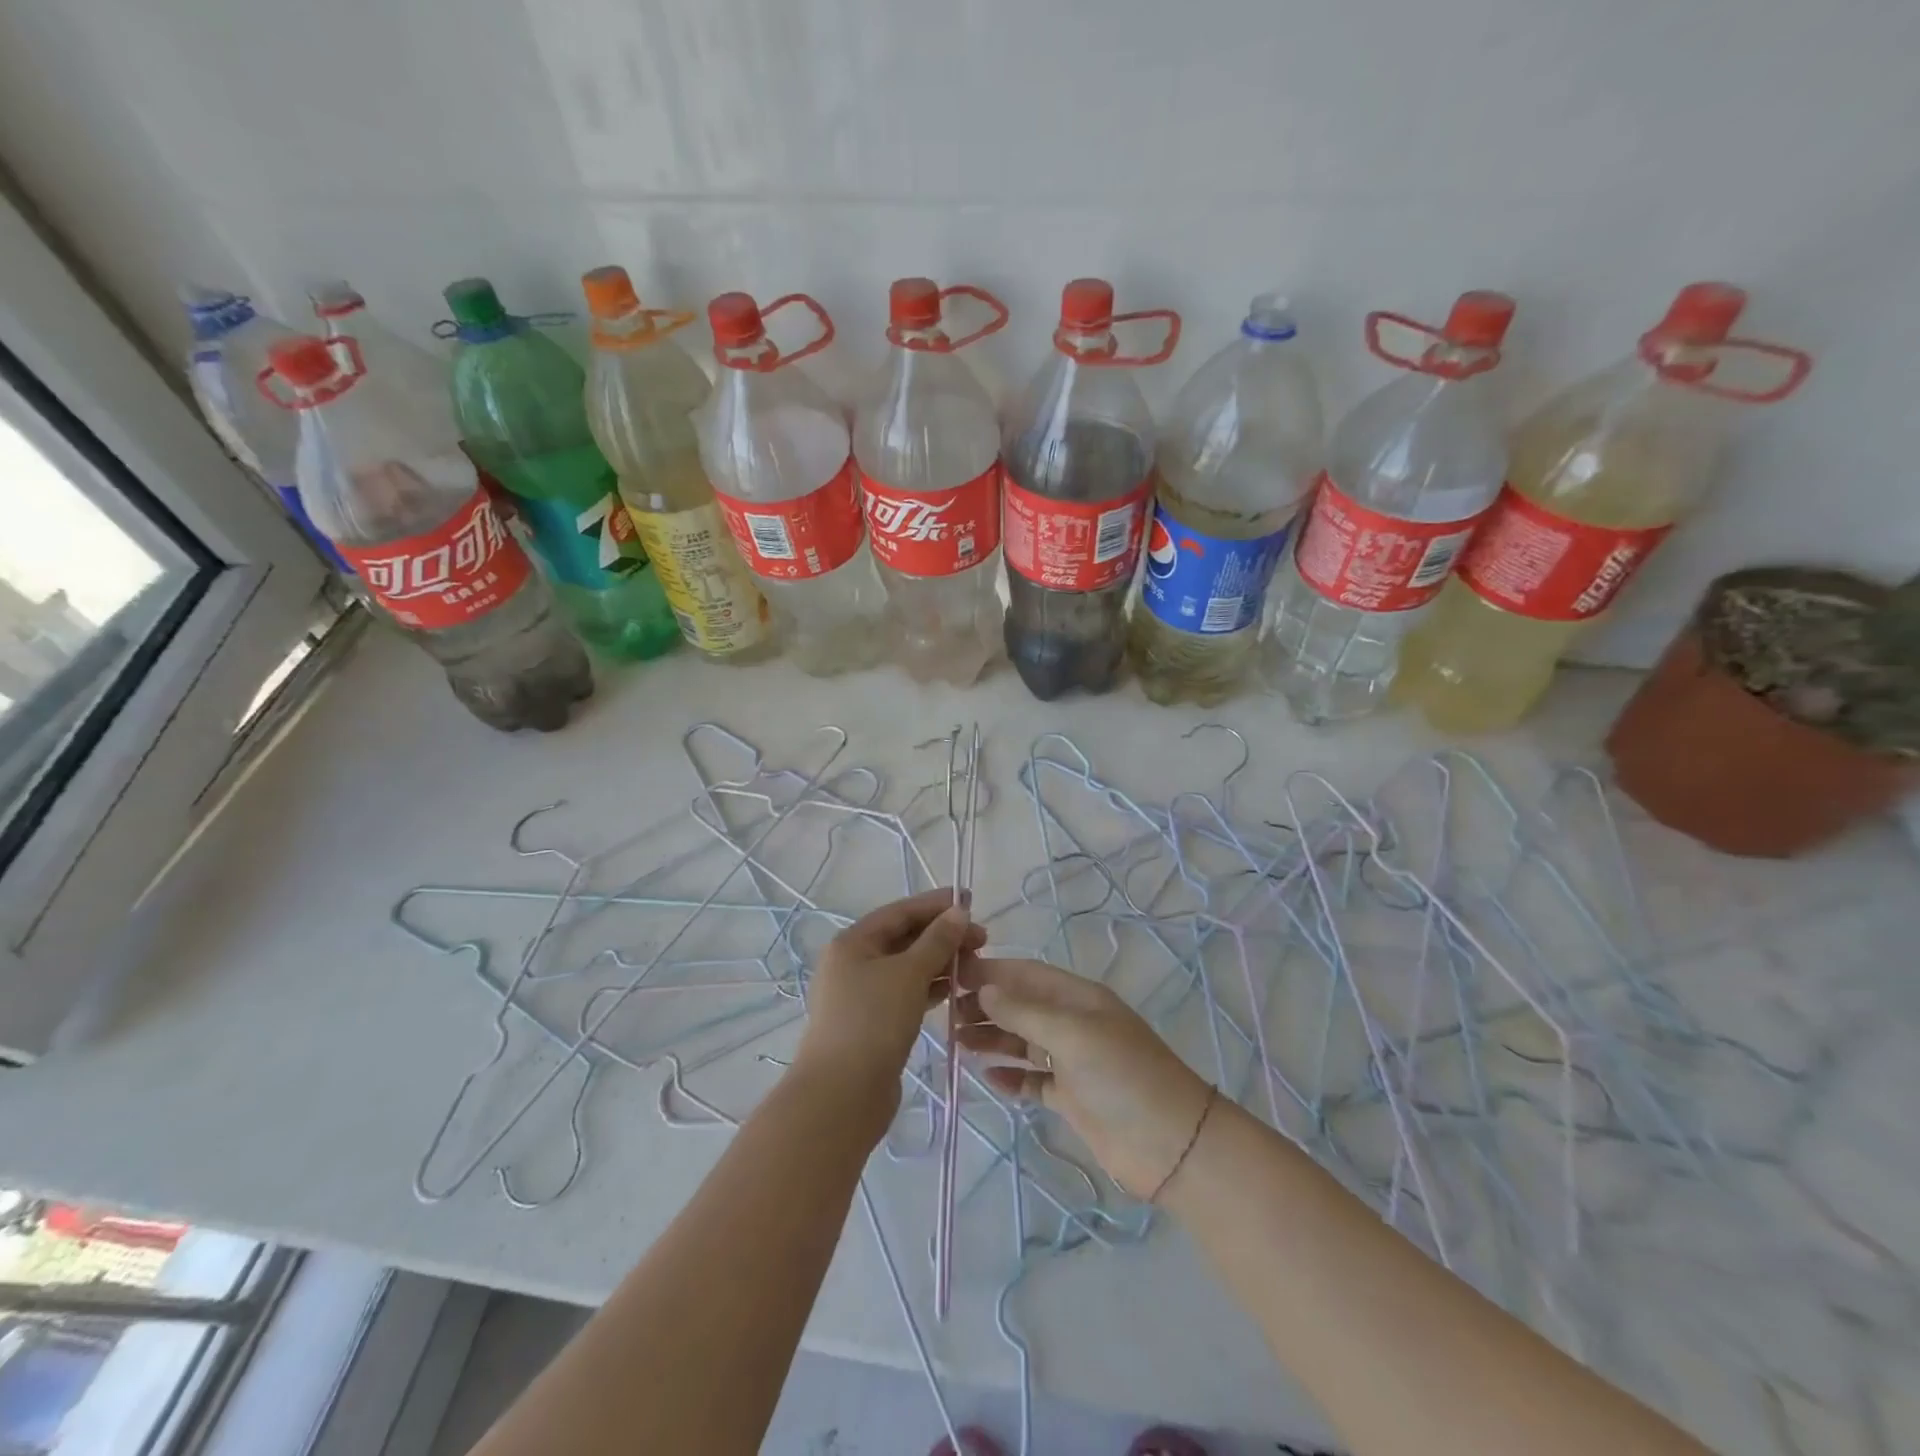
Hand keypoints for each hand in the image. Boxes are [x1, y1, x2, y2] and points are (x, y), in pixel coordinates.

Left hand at [796, 889, 983, 1098]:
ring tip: (975, 965)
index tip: (970, 901)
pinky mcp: (874, 1023)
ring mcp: (862, 995)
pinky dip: (931, 988)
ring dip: (940, 962)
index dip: (936, 904)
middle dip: (942, 935)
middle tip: (982, 940)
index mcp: (853, 942)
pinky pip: (907, 993)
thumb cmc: (873, 1022)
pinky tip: (956, 991)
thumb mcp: (908, 974)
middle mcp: (854, 963)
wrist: (842, 1096)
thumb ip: (937, 941)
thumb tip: (959, 912)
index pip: (900, 911)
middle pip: (904, 938)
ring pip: (908, 968)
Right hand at [956, 957, 1212, 1199]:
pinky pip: (1033, 1080)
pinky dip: (1012, 1077)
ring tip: (956, 1044)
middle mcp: (1074, 1023)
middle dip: (985, 1007)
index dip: (990, 972)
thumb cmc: (1122, 1076)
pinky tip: (988, 1079)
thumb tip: (984, 988)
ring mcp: (1073, 1062)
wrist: (1172, 1145)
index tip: (951, 976)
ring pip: (1023, 1042)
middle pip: (1021, 1007)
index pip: (1026, 974)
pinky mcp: (1072, 1098)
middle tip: (945, 1015)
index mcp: (1078, 998)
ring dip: (992, 1040)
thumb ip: (1025, 1012)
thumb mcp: (1072, 1035)